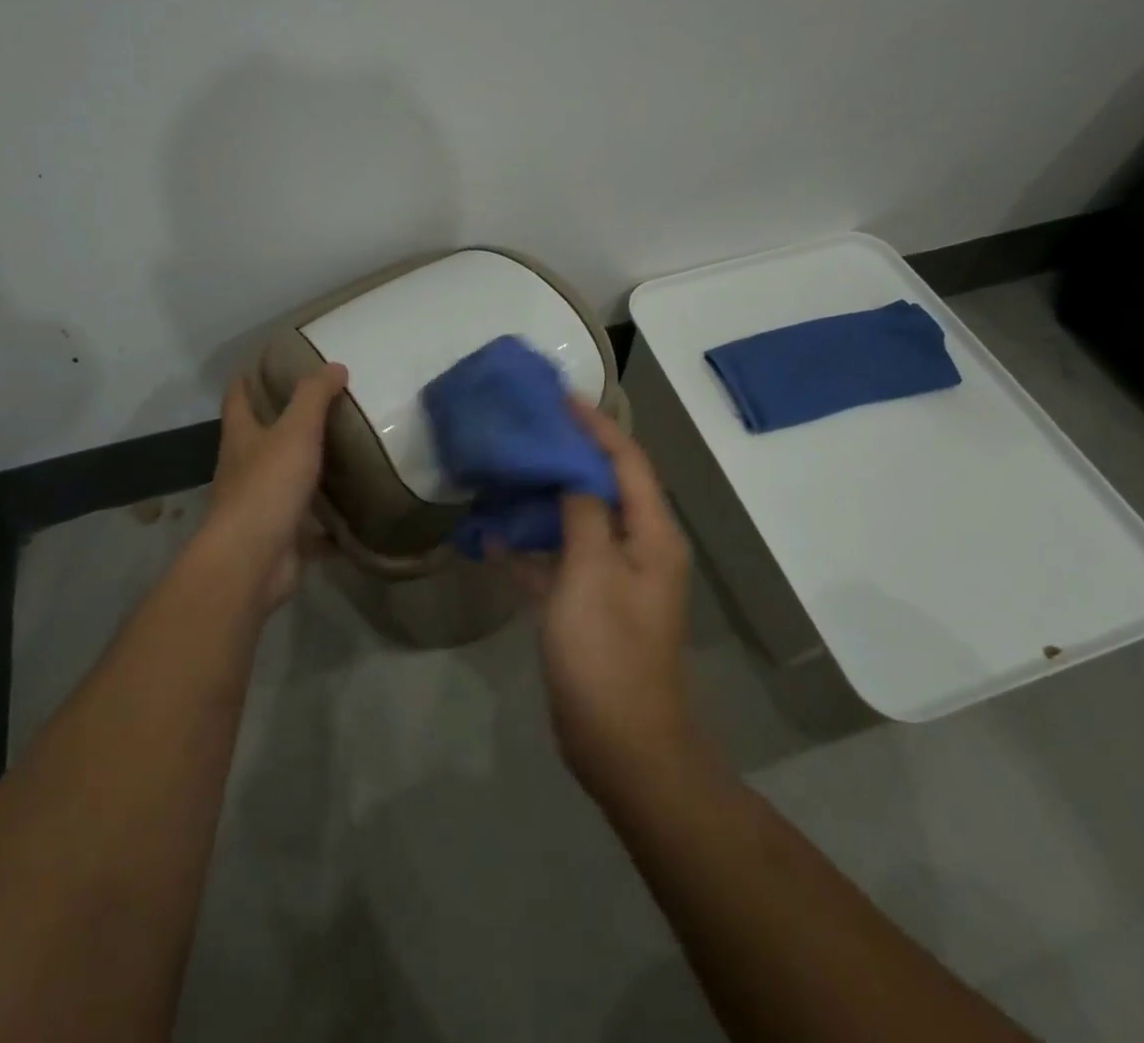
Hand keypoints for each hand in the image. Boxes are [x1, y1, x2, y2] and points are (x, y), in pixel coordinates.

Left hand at [200, 363, 347, 610]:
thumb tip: (334, 366)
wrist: (252, 561)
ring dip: (308, 471)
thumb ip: (314, 397)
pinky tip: (354, 515)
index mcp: (241, 438)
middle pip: (260, 440)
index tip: (267, 364)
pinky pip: (309, 527)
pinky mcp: (281, 538)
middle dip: (283, 424)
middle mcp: (244, 469)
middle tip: (323, 407)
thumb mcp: (295, 431)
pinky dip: (328, 524)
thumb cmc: (268, 486)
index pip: (237, 399)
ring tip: (346, 454)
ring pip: (286, 481)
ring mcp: (261, 506)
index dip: (247, 380)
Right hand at [508, 402, 699, 797]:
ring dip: (544, 498)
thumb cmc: (608, 651)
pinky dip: (531, 546)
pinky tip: (492, 536)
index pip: (627, 461)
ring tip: (504, 470)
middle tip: (524, 429)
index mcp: (651, 534)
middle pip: (603, 486)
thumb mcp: (592, 572)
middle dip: (566, 455)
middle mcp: (636, 548)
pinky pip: (558, 561)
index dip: (596, 425)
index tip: (559, 398)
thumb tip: (573, 472)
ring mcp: (610, 578)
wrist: (620, 744)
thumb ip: (583, 512)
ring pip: (576, 521)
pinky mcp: (586, 605)